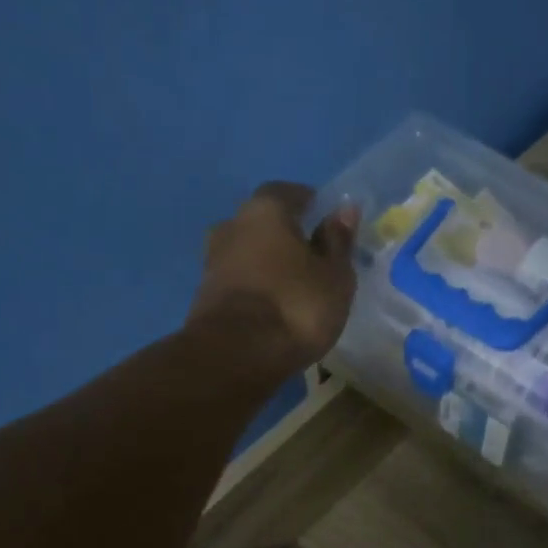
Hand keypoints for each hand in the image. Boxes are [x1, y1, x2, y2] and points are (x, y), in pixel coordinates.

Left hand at [185, 181, 358, 375]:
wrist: (235, 355)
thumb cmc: (296, 306)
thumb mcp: (334, 276)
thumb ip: (338, 241)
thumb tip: (343, 210)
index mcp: (265, 210)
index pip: (289, 192)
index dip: (310, 204)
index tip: (327, 222)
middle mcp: (232, 225)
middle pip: (263, 222)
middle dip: (286, 235)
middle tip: (311, 258)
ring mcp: (212, 260)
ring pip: (247, 252)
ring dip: (267, 263)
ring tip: (293, 287)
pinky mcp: (204, 295)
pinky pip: (238, 280)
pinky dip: (254, 287)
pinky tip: (272, 307)